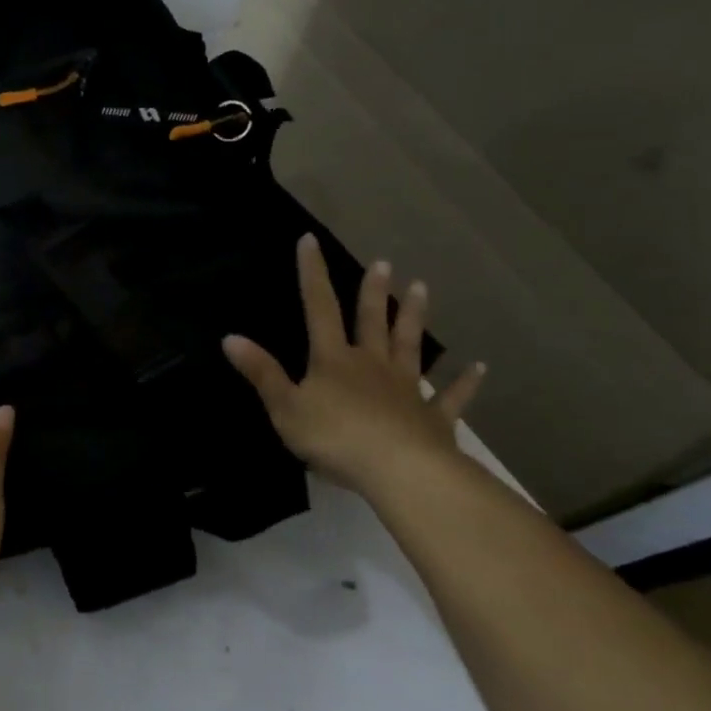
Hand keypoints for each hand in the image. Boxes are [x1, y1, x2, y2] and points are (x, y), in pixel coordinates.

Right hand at [222, 235, 485, 493]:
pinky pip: (450, 397)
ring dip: (414, 318)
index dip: (312, 273)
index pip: (319, 308)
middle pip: (372, 321)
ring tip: (422, 289)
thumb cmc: (334, 437)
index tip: (310, 240)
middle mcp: (372, 364)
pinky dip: (465, 383)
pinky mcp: (433, 417)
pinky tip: (479, 368)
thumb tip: (230, 337)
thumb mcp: (285, 407)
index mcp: (333, 360)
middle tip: (384, 262)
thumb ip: (261, 373)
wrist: (398, 470)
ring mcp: (406, 389)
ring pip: (410, 346)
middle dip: (374, 292)